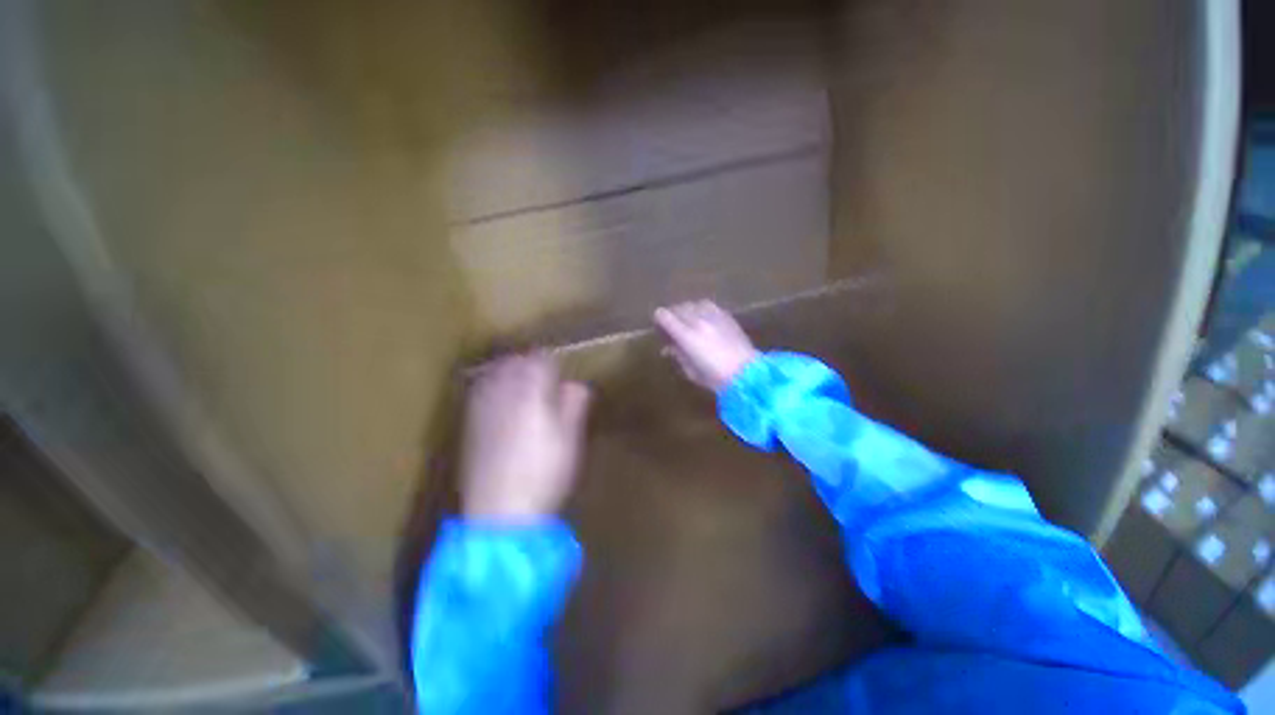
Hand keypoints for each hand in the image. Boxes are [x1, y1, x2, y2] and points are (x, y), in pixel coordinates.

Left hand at [460, 352, 591, 522]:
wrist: (501, 513)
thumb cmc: (545, 472)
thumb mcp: (570, 438)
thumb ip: (573, 405)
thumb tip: (575, 384)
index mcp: (532, 394)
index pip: (539, 361)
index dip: (549, 358)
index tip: (557, 363)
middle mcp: (504, 394)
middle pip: (514, 363)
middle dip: (527, 360)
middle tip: (540, 366)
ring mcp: (483, 409)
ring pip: (493, 374)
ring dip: (507, 368)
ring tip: (518, 375)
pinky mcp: (470, 425)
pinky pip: (479, 391)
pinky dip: (490, 383)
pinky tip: (497, 394)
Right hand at [654, 300, 758, 391]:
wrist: (747, 373)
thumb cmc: (715, 378)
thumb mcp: (690, 371)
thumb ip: (678, 355)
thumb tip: (669, 348)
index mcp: (687, 336)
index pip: (665, 316)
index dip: (658, 318)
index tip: (657, 323)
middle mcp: (698, 321)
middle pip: (678, 308)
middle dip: (672, 314)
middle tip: (670, 324)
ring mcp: (714, 316)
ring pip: (693, 303)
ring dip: (687, 309)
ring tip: (687, 318)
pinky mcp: (727, 316)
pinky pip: (709, 305)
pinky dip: (701, 308)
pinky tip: (702, 317)